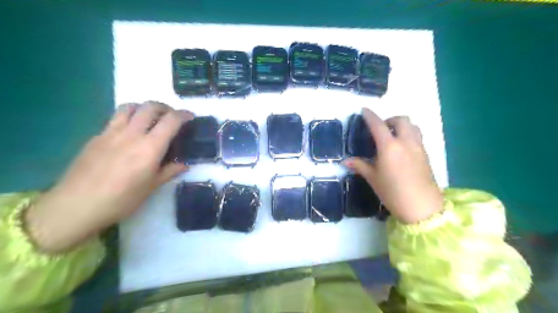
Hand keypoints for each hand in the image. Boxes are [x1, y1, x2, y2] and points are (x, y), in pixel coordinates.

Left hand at [25, 101, 193, 252]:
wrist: (76, 205)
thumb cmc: (121, 199)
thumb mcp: (152, 187)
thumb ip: (170, 171)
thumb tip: (184, 164)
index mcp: (149, 148)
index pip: (170, 121)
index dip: (183, 114)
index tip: (190, 117)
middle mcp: (131, 134)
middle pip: (150, 107)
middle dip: (165, 107)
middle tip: (171, 117)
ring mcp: (111, 132)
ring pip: (130, 107)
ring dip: (144, 108)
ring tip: (150, 119)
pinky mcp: (96, 136)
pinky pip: (115, 118)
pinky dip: (129, 118)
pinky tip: (130, 133)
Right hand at [342, 109, 442, 223]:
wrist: (421, 207)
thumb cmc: (392, 192)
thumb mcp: (373, 178)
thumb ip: (360, 165)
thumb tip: (346, 161)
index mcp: (389, 146)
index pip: (378, 125)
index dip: (370, 116)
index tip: (364, 110)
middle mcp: (405, 142)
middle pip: (401, 120)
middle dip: (390, 119)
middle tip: (381, 129)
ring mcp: (418, 147)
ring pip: (413, 126)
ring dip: (402, 125)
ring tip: (392, 136)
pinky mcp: (426, 155)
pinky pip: (418, 136)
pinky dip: (409, 135)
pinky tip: (401, 149)